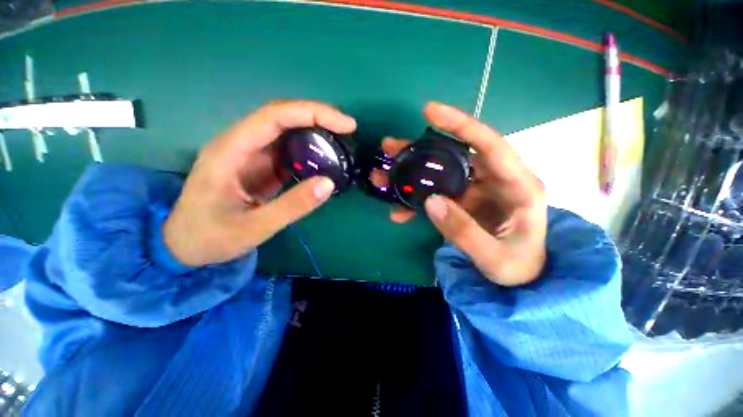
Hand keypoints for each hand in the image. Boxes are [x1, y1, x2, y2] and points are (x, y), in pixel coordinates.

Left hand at [164, 101, 356, 266]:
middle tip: (347, 129)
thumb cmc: (211, 237)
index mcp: (230, 151)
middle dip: (317, 117)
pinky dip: (308, 150)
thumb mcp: (254, 227)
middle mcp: (239, 144)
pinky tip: (323, 159)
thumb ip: (293, 206)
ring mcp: (249, 154)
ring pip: (285, 131)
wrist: (184, 244)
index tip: (345, 124)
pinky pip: (286, 150)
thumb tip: (329, 183)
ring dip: (314, 132)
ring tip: (340, 141)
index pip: (274, 117)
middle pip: (281, 117)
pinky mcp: (258, 166)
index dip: (312, 113)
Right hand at [375, 102, 546, 285]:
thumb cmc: (518, 267)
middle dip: (420, 150)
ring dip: (411, 173)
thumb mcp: (494, 257)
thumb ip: (463, 231)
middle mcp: (495, 180)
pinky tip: (398, 211)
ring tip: (384, 174)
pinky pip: (436, 195)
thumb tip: (430, 201)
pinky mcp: (463, 201)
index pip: (489, 144)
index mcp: (517, 186)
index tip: (430, 111)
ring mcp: (476, 190)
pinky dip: (416, 201)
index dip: (460, 124)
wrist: (521, 277)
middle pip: (455, 155)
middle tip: (390, 147)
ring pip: (440, 173)